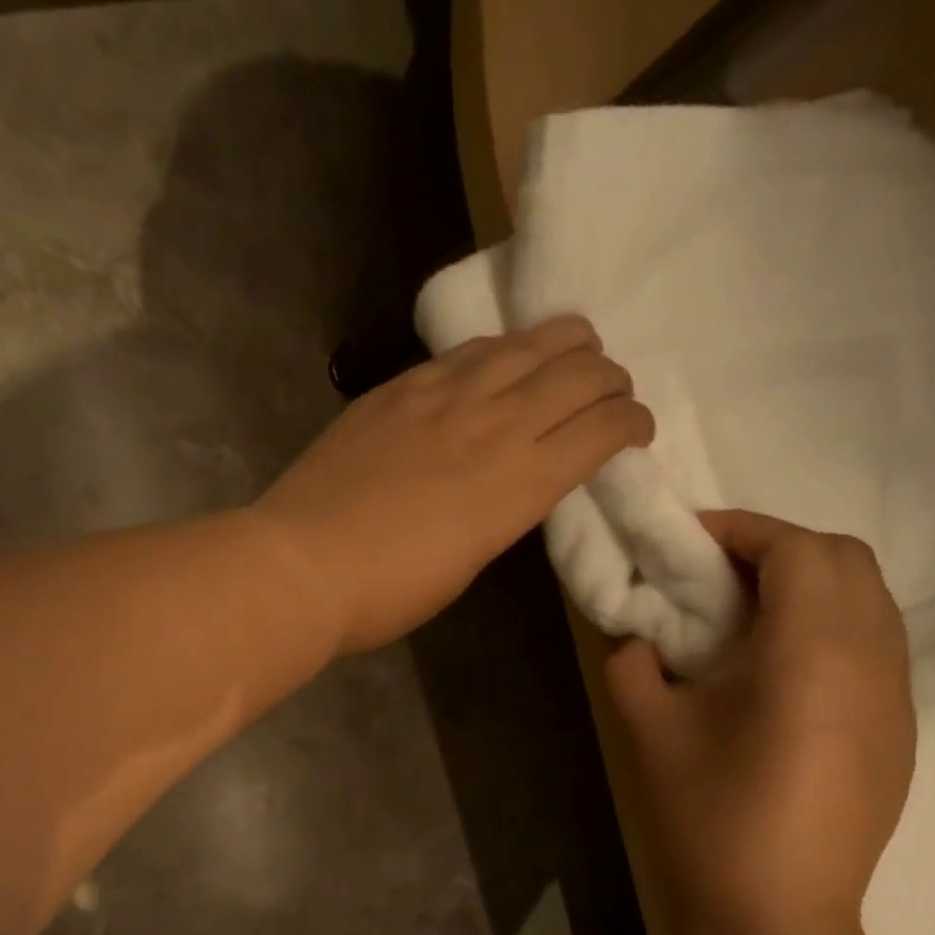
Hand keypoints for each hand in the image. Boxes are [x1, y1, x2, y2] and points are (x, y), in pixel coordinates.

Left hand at [254, 316, 654, 653]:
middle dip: (610, 379)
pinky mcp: (401, 386)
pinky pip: (469, 349)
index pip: (606, 428)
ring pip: (531, 340)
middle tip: (603, 397)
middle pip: (582, 371)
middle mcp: (497, 423)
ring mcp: (445, 394)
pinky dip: (501, 351)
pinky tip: (495, 365)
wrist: (302, 565)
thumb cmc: (386, 593)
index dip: (633, 424)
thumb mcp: (467, 564)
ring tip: (565, 360)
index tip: (631, 434)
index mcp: (521, 483)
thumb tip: (510, 484)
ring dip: (565, 346)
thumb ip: (502, 512)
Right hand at [606, 510, 915, 934]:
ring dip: (807, 585)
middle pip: (848, 561)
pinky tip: (774, 670)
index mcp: (812, 654)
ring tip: (741, 614)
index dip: (742, 529)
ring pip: (870, 601)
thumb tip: (639, 638)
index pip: (799, 550)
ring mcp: (896, 700)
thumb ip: (634, 664)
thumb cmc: (705, 818)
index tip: (688, 540)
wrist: (773, 917)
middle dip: (778, 548)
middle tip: (713, 573)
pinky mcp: (897, 734)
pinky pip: (874, 646)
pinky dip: (827, 626)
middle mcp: (873, 663)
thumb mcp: (647, 731)